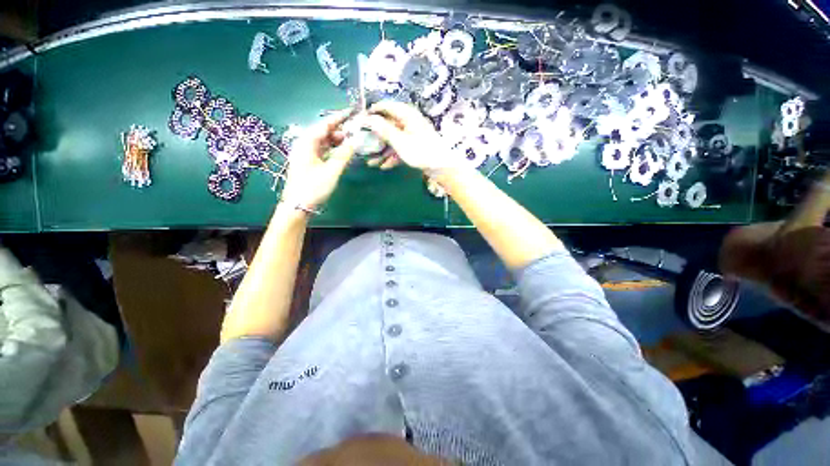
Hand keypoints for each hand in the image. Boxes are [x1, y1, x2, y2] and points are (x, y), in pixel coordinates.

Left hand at [280, 111, 356, 208]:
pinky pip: (322, 150)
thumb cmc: (314, 187)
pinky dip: (333, 149)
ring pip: (323, 142)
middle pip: (323, 132)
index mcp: (306, 143)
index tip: (351, 113)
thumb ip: (344, 154)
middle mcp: (304, 145)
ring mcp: (305, 153)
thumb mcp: (332, 171)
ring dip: (336, 141)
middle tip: (355, 133)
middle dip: (339, 131)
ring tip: (351, 143)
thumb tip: (355, 141)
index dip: (338, 118)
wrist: (298, 205)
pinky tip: (342, 152)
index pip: (324, 125)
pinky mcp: (308, 162)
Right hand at [361, 101, 453, 171]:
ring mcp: (412, 136)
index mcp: (407, 115)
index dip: (373, 111)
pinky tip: (383, 166)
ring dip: (382, 151)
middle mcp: (409, 123)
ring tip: (371, 162)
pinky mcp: (415, 147)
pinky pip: (400, 149)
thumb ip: (384, 130)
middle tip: (362, 143)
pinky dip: (392, 157)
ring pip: (393, 140)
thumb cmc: (421, 152)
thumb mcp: (400, 141)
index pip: (387, 106)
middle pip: (388, 126)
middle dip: (375, 137)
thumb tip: (368, 118)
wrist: (441, 168)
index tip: (360, 119)